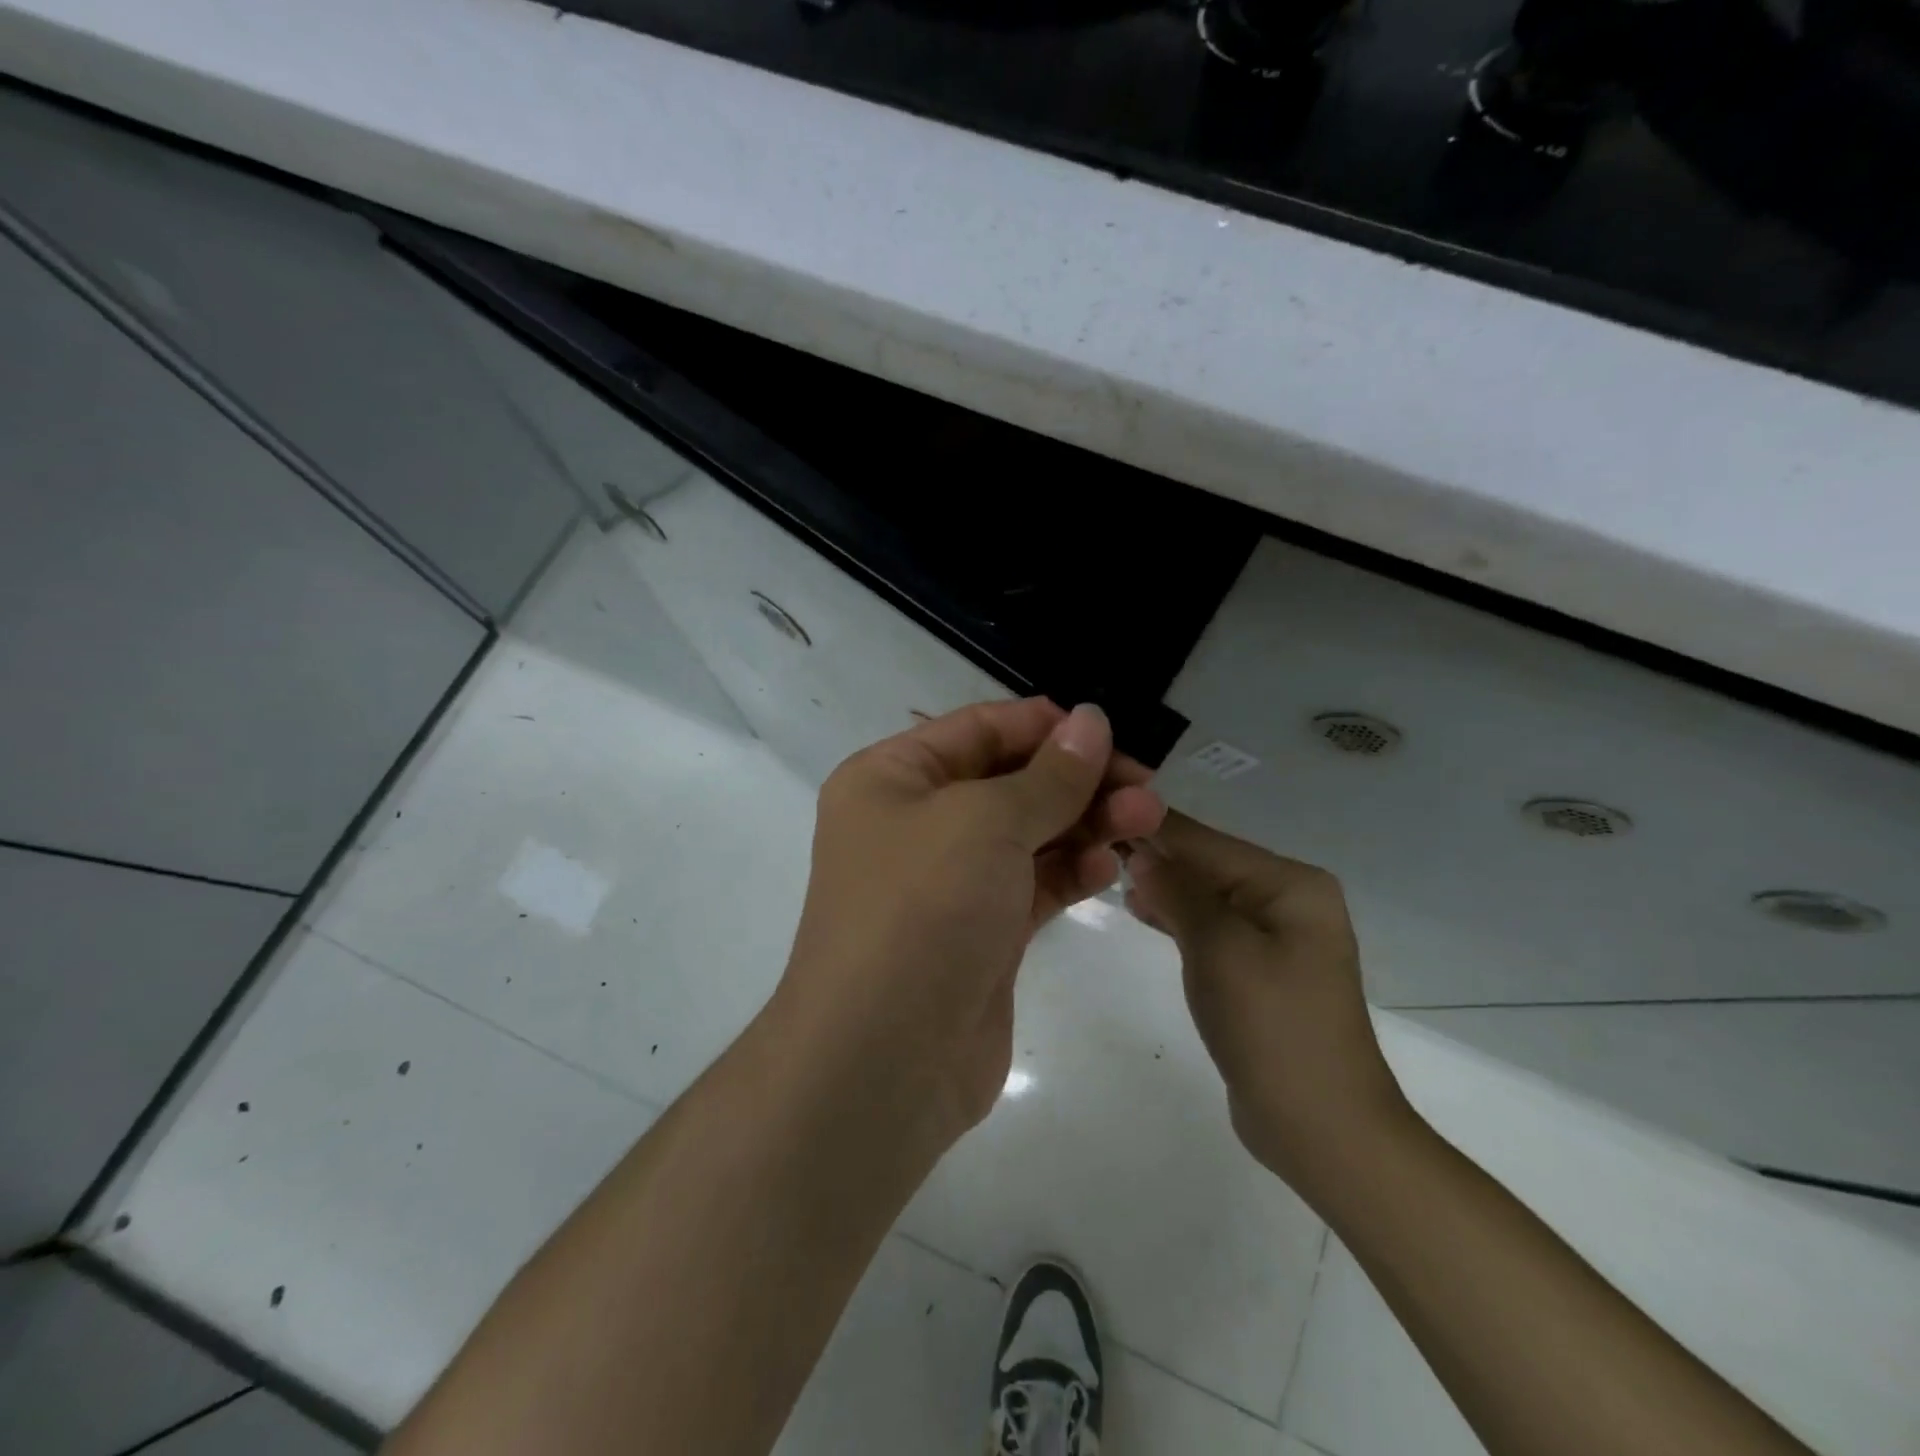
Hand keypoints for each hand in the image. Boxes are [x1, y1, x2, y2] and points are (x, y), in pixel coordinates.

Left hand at [775, 699, 1164, 1145]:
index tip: (1110, 733)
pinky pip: (1031, 885)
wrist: (883, 1059)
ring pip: (1027, 834)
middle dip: (1077, 779)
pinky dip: (1069, 872)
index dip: (1045, 726)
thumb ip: (1048, 775)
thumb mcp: (985, 821)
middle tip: (1146, 786)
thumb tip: (1090, 720)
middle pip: (1009, 781)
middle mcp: (915, 822)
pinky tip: (1108, 869)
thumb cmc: (922, 908)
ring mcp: (948, 882)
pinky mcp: (979, 933)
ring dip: (1085, 823)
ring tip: (1146, 820)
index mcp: (893, 778)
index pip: (978, 730)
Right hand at [1126, 811, 1410, 1198]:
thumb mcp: (1218, 948)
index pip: (1205, 841)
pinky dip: (1177, 917)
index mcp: (1290, 883)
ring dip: (1162, 885)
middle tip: (1090, 841)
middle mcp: (1288, 899)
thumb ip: (1178, 891)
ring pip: (1206, 895)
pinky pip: (1211, 927)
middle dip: (1154, 855)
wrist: (1322, 1128)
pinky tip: (1140, 908)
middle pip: (1207, 864)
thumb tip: (1142, 852)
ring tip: (1106, 868)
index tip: (1096, 808)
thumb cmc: (1271, 1026)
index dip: (1150, 826)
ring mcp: (1277, 936)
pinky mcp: (1260, 969)